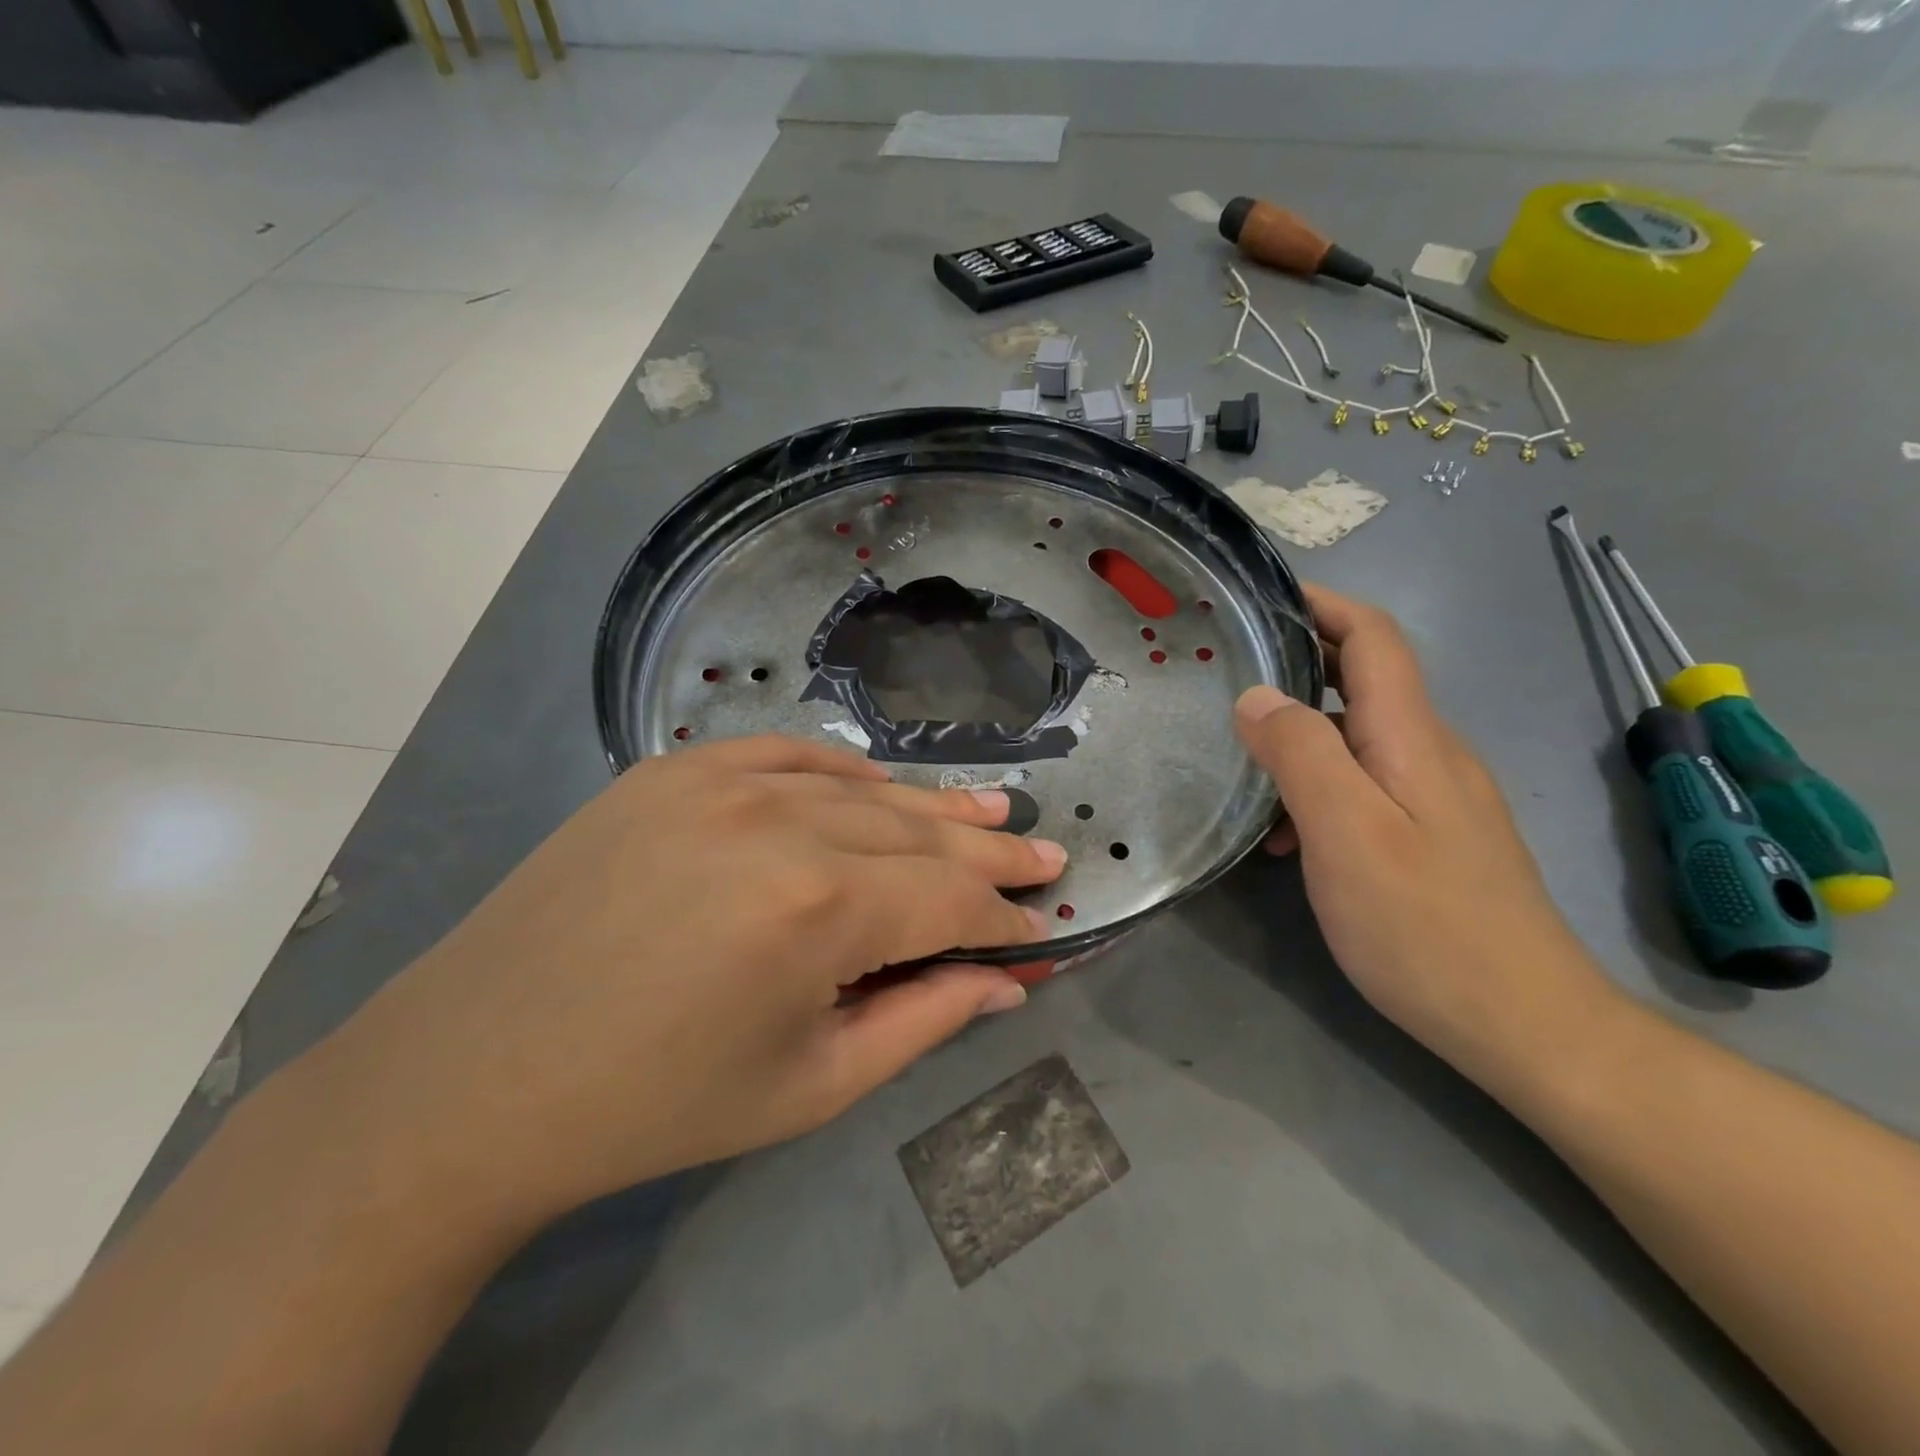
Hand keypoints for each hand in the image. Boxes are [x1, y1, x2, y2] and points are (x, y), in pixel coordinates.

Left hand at [323, 736, 1064, 1224]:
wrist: (471, 1077)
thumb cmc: (654, 1106)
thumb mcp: (811, 1085)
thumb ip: (925, 1020)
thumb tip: (1005, 980)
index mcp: (815, 910)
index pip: (949, 901)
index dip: (1004, 917)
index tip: (1045, 926)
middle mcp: (778, 822)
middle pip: (917, 832)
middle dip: (988, 853)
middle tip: (1041, 853)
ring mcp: (719, 781)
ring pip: (861, 789)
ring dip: (930, 808)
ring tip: (990, 812)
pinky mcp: (671, 770)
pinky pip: (788, 755)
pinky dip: (845, 772)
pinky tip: (880, 787)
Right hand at [1234, 585, 1622, 1073]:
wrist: (1525, 1024)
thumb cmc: (1425, 925)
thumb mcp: (1345, 833)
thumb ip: (1300, 753)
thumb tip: (1257, 696)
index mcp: (1411, 737)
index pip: (1373, 637)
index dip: (1322, 604)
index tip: (1261, 598)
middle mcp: (1431, 752)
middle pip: (1363, 680)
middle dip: (1297, 664)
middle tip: (1228, 678)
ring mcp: (1437, 796)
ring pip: (1358, 736)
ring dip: (1299, 736)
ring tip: (1242, 767)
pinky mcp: (1433, 836)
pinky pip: (1367, 783)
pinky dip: (1318, 786)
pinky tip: (1286, 837)